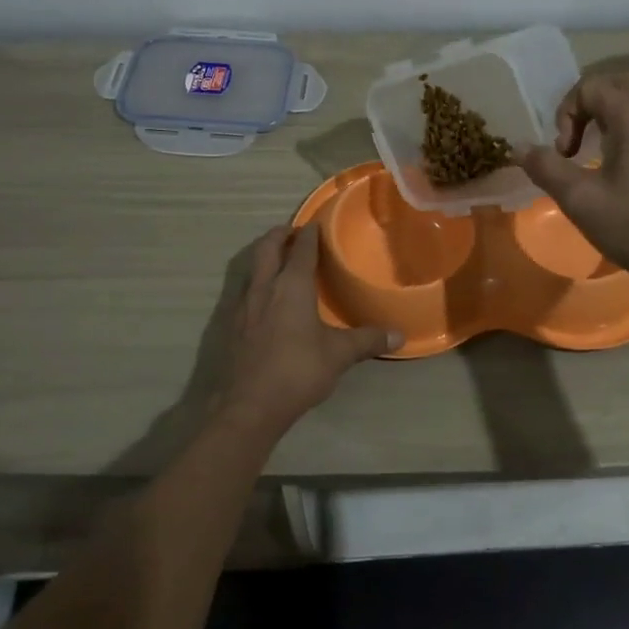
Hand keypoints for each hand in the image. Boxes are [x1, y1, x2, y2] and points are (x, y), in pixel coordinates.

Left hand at [218, 224, 397, 436]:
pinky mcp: (228, 325)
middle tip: (292, 231)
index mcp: (292, 286)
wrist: (247, 405)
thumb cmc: (297, 371)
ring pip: (251, 267)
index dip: (309, 234)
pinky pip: (242, 290)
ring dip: (263, 256)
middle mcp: (264, 287)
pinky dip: (254, 282)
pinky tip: (262, 299)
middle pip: (267, 248)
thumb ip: (367, 341)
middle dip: (279, 235)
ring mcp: (242, 305)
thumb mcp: (338, 355)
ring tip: (276, 259)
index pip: (302, 249)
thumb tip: (399, 335)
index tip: (315, 223)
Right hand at [515, 73, 628, 289]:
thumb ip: (546, 168)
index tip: (563, 154)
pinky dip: (623, 132)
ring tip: (588, 155)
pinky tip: (614, 170)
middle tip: (572, 139)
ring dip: (605, 118)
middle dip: (586, 104)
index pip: (591, 87)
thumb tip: (519, 148)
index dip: (566, 114)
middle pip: (617, 84)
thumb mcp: (580, 199)